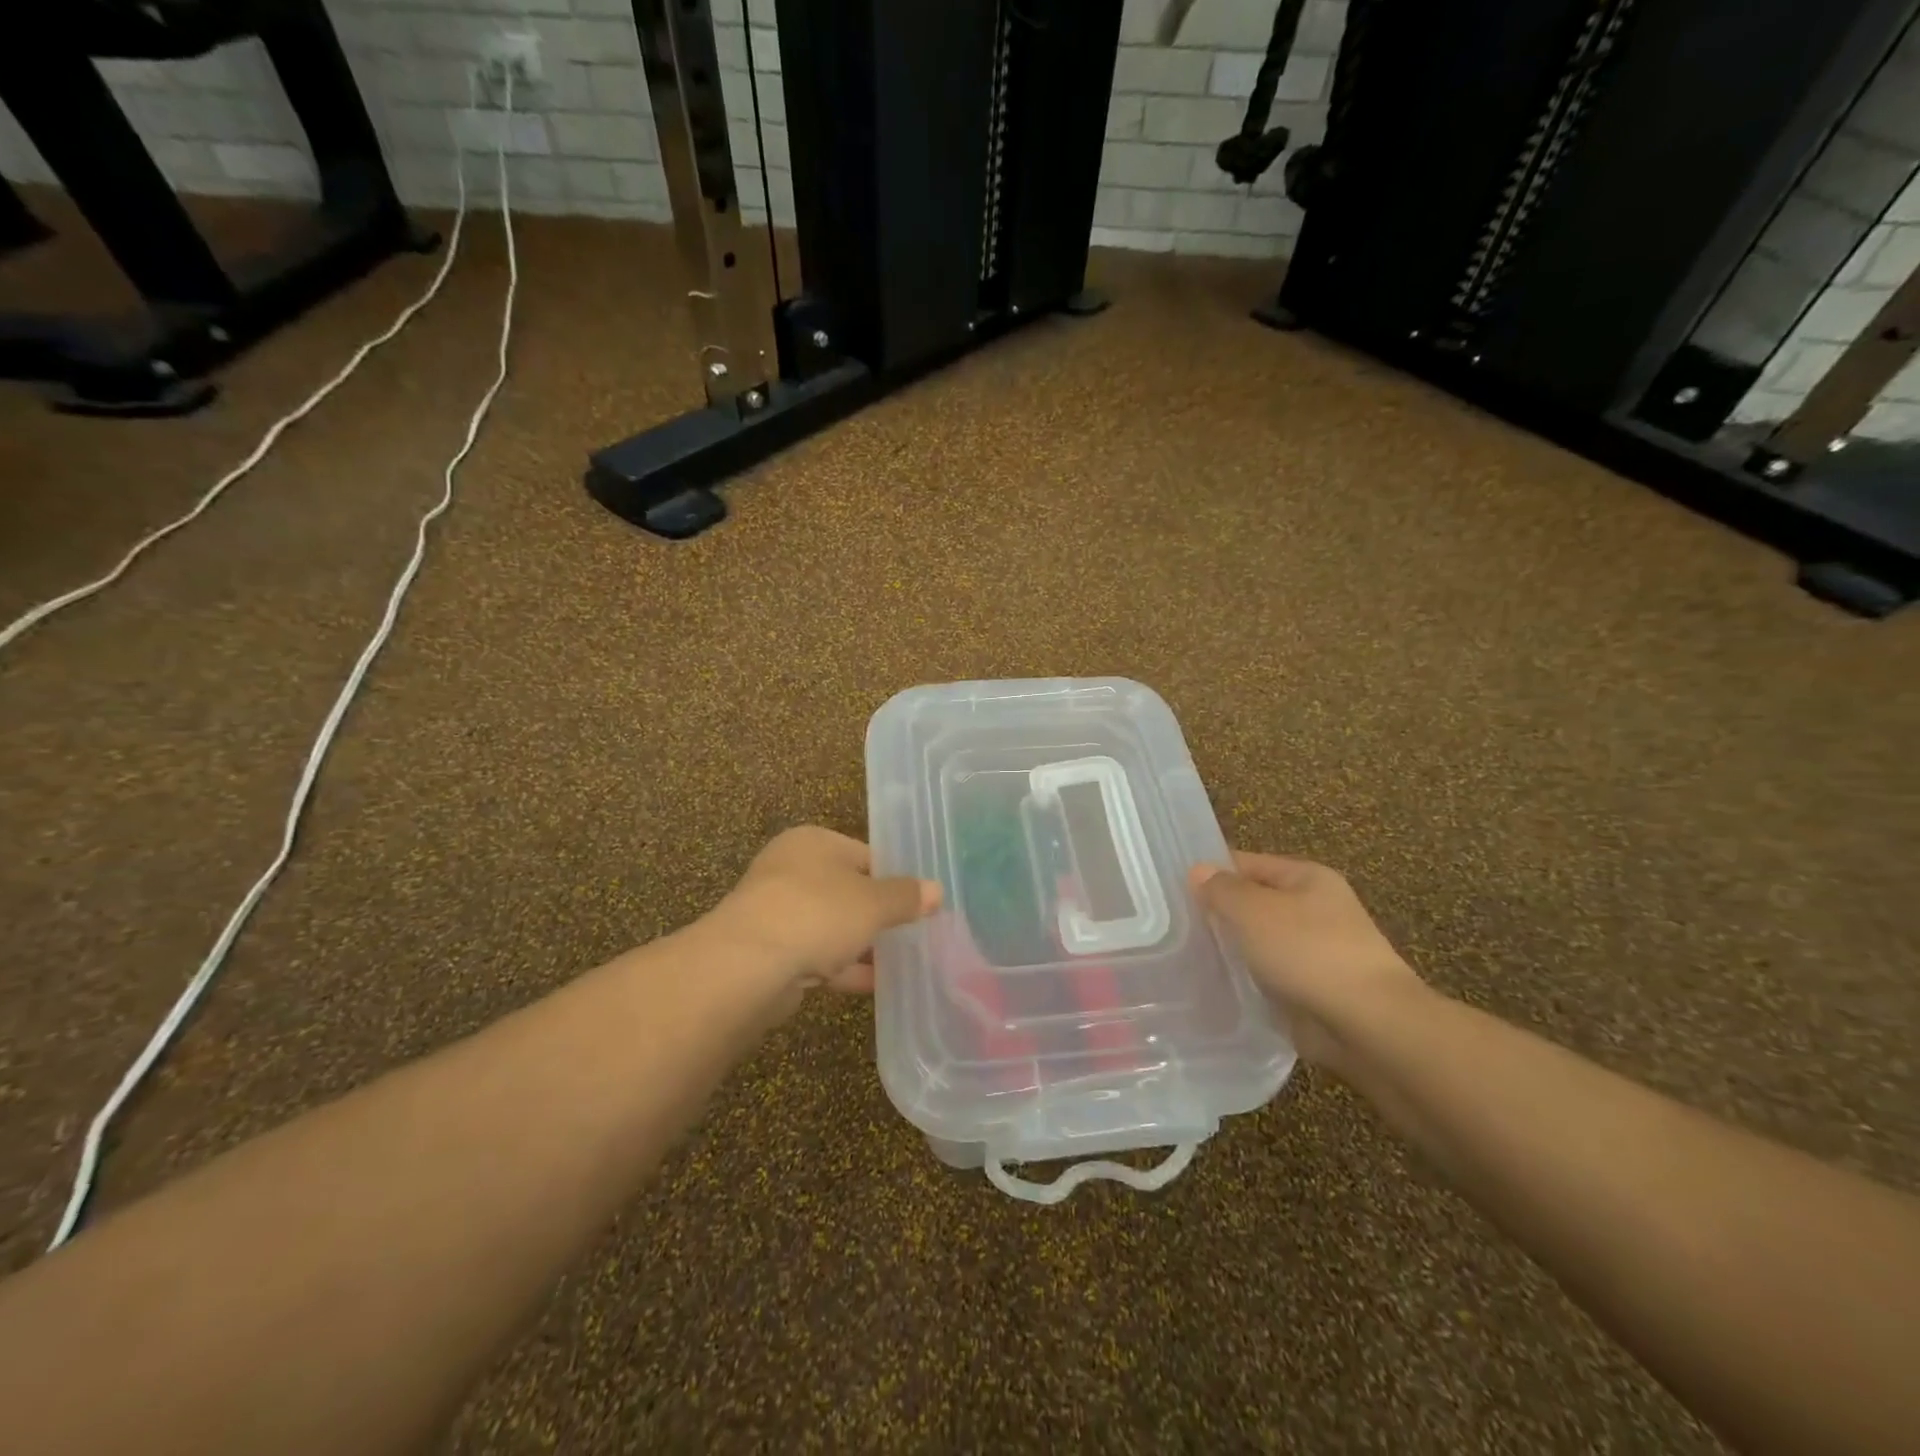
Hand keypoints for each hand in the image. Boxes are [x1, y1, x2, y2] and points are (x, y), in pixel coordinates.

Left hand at [713, 826, 940, 999]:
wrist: (747, 966)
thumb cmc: (817, 913)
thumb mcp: (873, 902)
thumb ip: (906, 897)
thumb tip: (936, 890)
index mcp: (813, 843)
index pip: (865, 854)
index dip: (894, 878)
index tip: (920, 902)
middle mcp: (790, 870)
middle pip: (846, 890)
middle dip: (877, 914)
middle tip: (914, 932)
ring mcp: (776, 912)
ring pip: (831, 925)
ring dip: (861, 943)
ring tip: (902, 961)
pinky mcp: (770, 952)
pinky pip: (817, 955)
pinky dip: (843, 968)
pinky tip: (875, 984)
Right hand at [1191, 852, 1424, 1074]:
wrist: (1368, 1025)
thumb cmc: (1309, 952)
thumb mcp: (1254, 910)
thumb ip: (1222, 889)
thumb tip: (1198, 871)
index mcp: (1307, 878)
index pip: (1247, 863)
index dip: (1211, 872)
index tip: (1172, 890)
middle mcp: (1315, 909)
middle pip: (1254, 903)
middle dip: (1218, 914)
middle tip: (1174, 926)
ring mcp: (1317, 952)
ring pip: (1259, 943)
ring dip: (1232, 951)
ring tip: (1187, 958)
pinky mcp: (1314, 990)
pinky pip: (1270, 977)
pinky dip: (1248, 981)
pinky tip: (1217, 988)